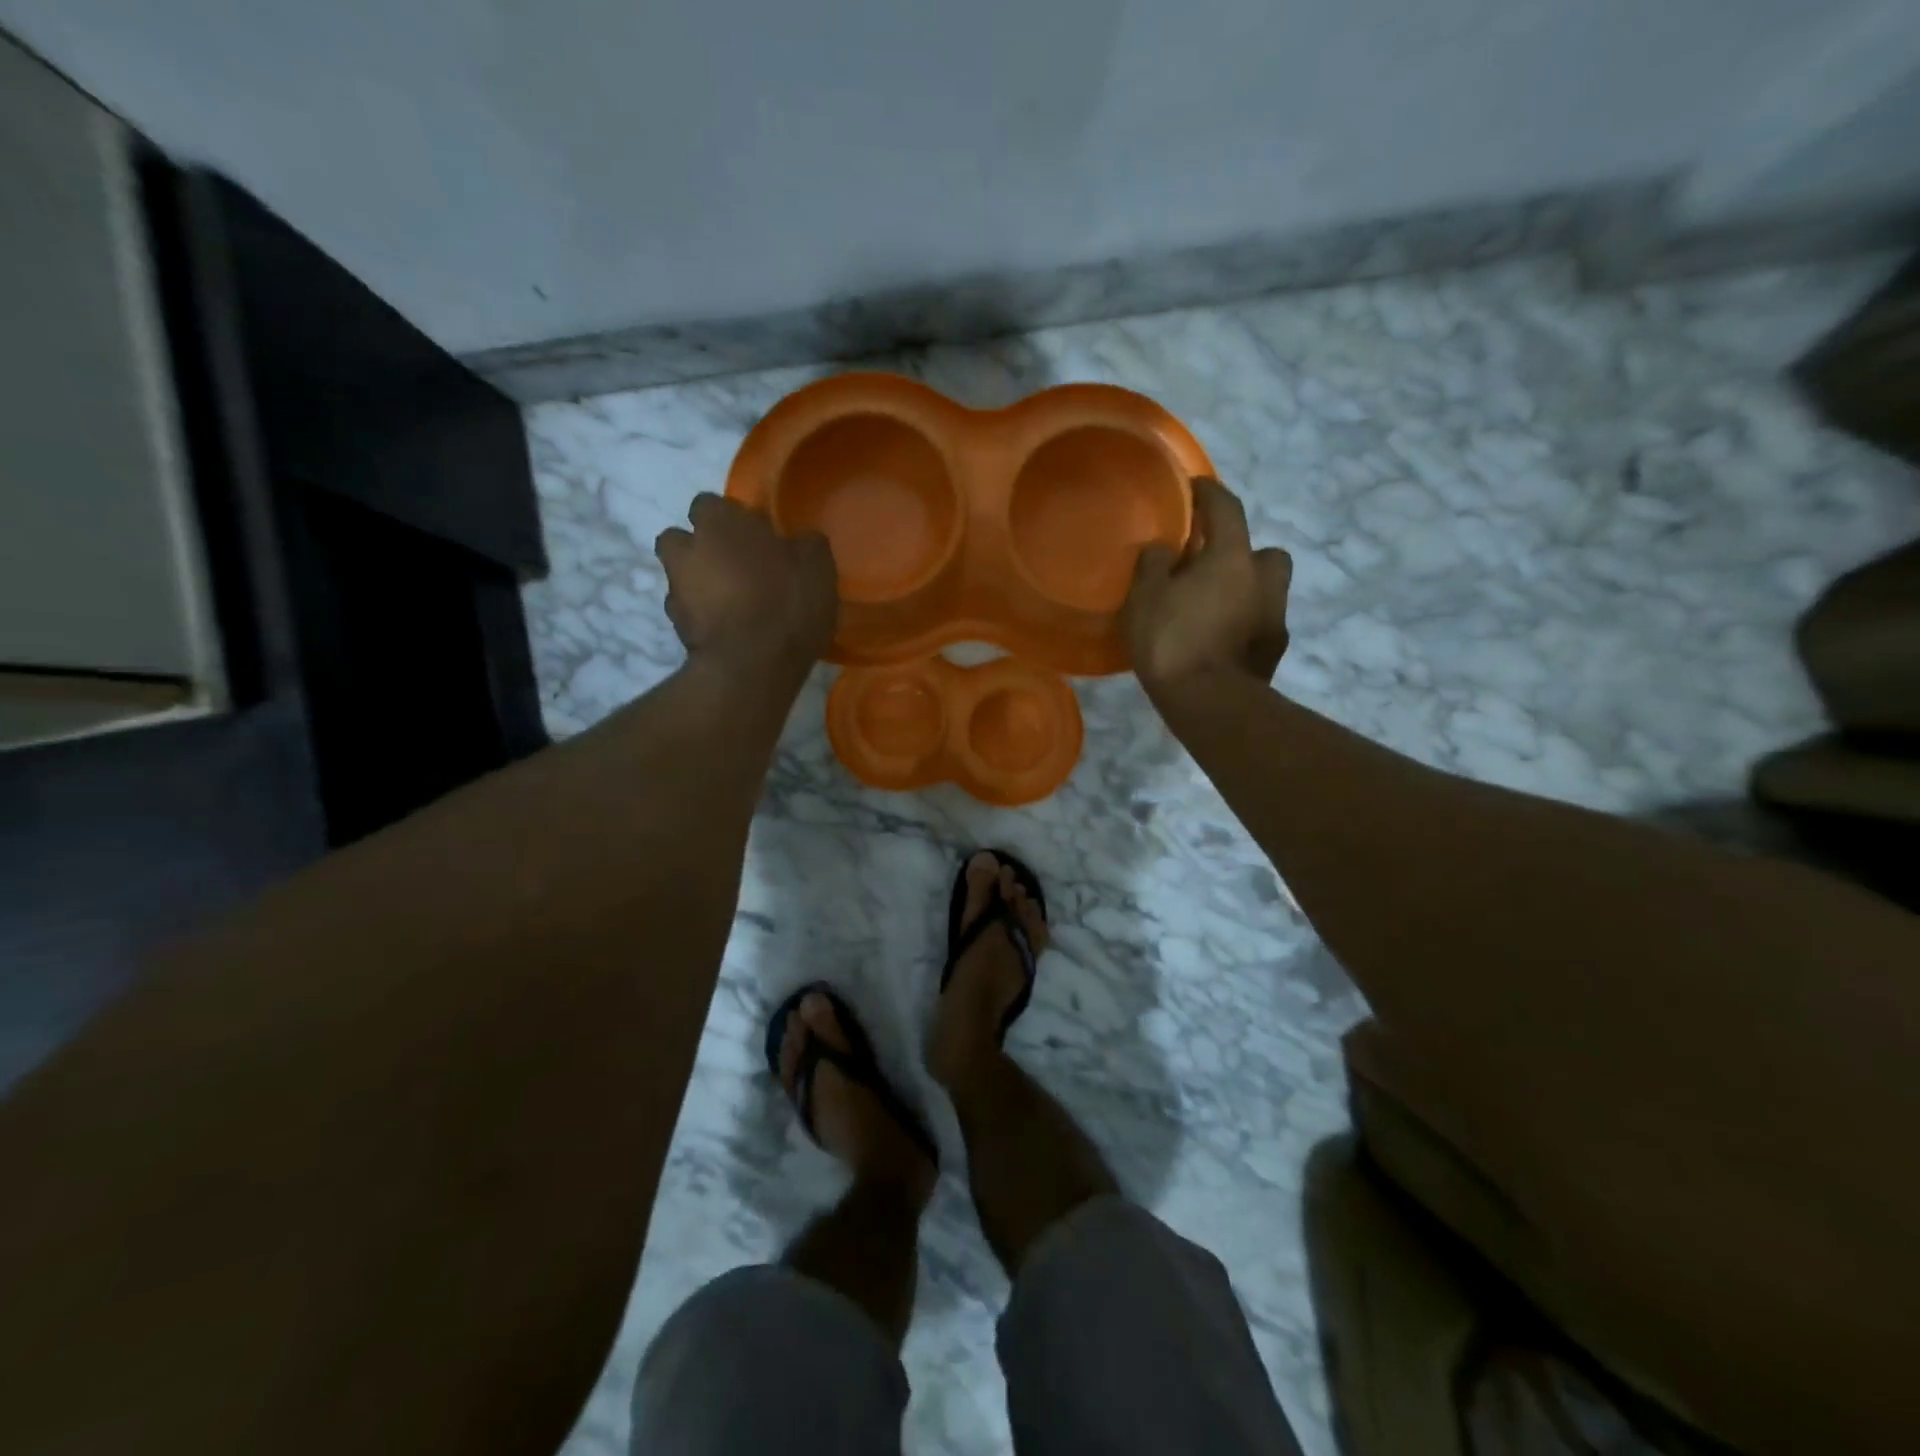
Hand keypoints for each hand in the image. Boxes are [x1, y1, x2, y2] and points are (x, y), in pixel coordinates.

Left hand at [655, 494, 836, 678]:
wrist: (753, 665)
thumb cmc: (786, 602)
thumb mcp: (818, 566)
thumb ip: (805, 543)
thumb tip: (800, 541)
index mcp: (718, 522)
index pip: (709, 504)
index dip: (730, 520)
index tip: (755, 538)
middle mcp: (686, 549)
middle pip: (681, 540)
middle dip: (701, 550)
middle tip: (735, 568)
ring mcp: (675, 590)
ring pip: (681, 577)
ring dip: (700, 585)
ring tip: (734, 605)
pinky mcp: (676, 628)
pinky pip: (688, 613)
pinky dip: (703, 618)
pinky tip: (730, 631)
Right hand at [1123, 477, 1291, 698]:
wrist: (1210, 703)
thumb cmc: (1173, 641)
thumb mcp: (1145, 598)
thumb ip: (1153, 564)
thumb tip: (1163, 549)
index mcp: (1232, 557)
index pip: (1226, 508)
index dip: (1209, 493)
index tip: (1194, 488)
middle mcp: (1263, 579)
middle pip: (1263, 551)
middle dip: (1242, 552)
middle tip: (1211, 567)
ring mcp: (1275, 616)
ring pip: (1266, 589)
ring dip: (1246, 590)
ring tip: (1214, 609)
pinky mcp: (1274, 649)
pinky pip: (1260, 623)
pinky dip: (1244, 624)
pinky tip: (1220, 640)